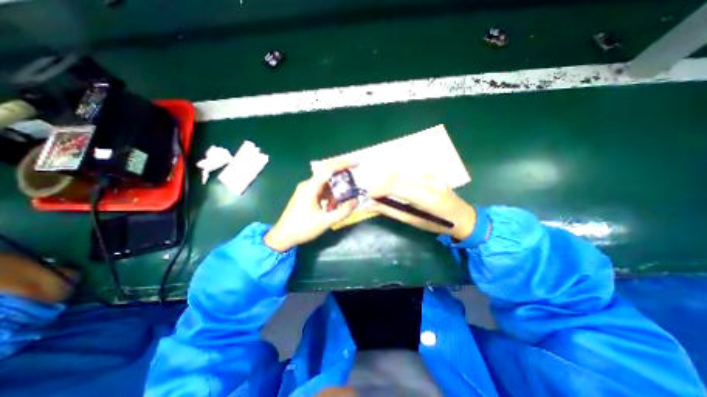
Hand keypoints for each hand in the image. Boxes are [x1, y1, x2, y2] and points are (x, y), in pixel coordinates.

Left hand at [263, 160, 358, 250]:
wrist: (283, 236)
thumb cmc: (302, 228)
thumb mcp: (325, 222)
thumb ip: (343, 212)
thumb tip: (356, 201)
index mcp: (311, 187)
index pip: (328, 169)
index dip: (343, 164)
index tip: (356, 164)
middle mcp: (308, 185)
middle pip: (327, 173)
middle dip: (342, 175)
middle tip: (355, 180)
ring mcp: (306, 190)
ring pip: (325, 183)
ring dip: (336, 189)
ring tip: (344, 200)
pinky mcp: (306, 195)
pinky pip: (321, 190)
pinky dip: (330, 195)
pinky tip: (333, 206)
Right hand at [367, 172, 477, 240]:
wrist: (462, 215)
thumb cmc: (437, 224)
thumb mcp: (412, 220)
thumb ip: (389, 210)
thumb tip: (369, 205)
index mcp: (426, 197)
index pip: (395, 186)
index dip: (379, 189)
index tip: (368, 195)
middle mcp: (428, 181)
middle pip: (396, 176)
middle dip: (380, 183)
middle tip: (372, 193)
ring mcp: (430, 174)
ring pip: (400, 170)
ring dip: (387, 178)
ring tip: (381, 188)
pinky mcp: (430, 171)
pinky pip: (408, 170)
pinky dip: (396, 175)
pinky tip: (393, 182)